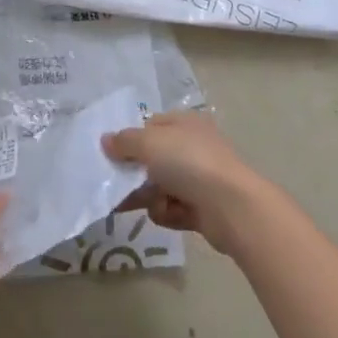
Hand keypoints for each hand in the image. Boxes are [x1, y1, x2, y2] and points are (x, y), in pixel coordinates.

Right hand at [103, 111, 268, 255]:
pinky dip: (166, 213)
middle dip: (135, 173)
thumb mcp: (149, 143)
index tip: (110, 153)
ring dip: (148, 196)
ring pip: (161, 186)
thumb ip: (124, 141)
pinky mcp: (204, 208)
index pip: (151, 125)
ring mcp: (200, 179)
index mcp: (184, 123)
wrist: (232, 207)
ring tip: (137, 204)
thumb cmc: (189, 162)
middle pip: (154, 158)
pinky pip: (174, 209)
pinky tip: (165, 214)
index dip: (130, 138)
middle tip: (114, 185)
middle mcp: (193, 148)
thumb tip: (106, 140)